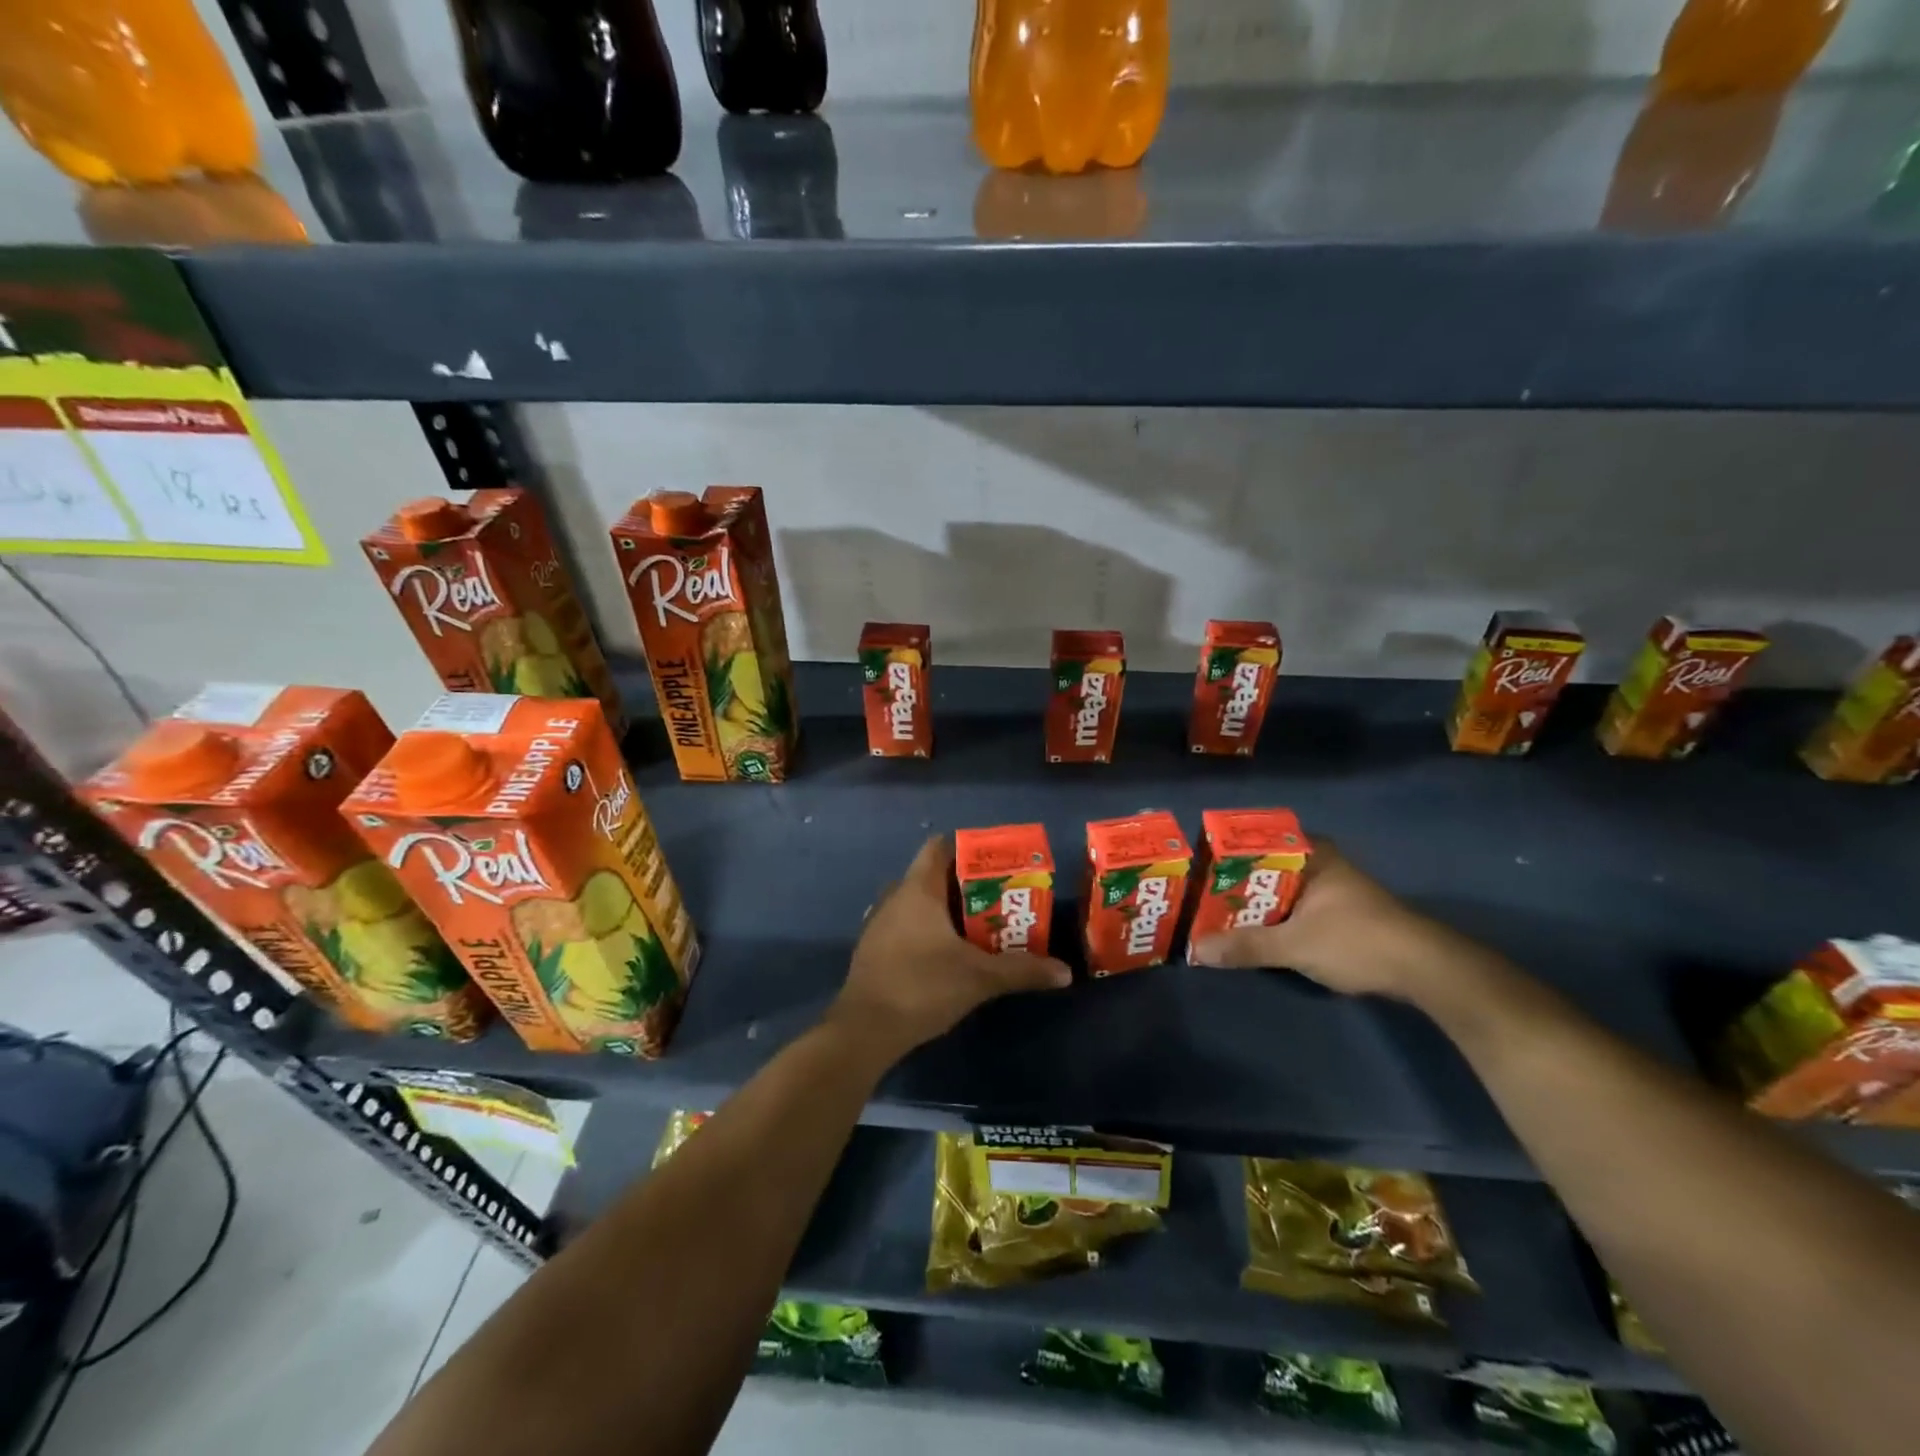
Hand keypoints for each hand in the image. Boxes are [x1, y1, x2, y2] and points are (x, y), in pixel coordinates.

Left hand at [829, 836, 1072, 1056]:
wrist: (865, 1030)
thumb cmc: (922, 986)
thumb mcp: (980, 978)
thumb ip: (1023, 970)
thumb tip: (1065, 972)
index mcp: (918, 889)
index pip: (939, 847)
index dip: (967, 848)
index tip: (996, 863)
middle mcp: (895, 897)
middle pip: (932, 875)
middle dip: (965, 884)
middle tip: (999, 898)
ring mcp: (880, 923)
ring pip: (918, 902)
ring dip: (946, 909)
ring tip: (980, 925)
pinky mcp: (874, 949)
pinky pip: (906, 924)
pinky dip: (928, 929)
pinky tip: (949, 953)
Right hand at [1189, 845, 1497, 1003]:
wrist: (1425, 971)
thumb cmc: (1358, 940)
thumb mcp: (1296, 945)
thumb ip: (1246, 946)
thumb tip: (1196, 949)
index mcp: (1311, 854)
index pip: (1256, 839)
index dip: (1224, 851)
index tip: (1195, 864)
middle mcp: (1319, 863)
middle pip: (1264, 867)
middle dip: (1232, 881)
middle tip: (1196, 893)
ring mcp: (1331, 888)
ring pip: (1278, 890)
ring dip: (1251, 903)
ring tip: (1213, 913)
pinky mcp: (1338, 914)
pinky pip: (1292, 907)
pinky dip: (1271, 917)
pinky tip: (1250, 931)